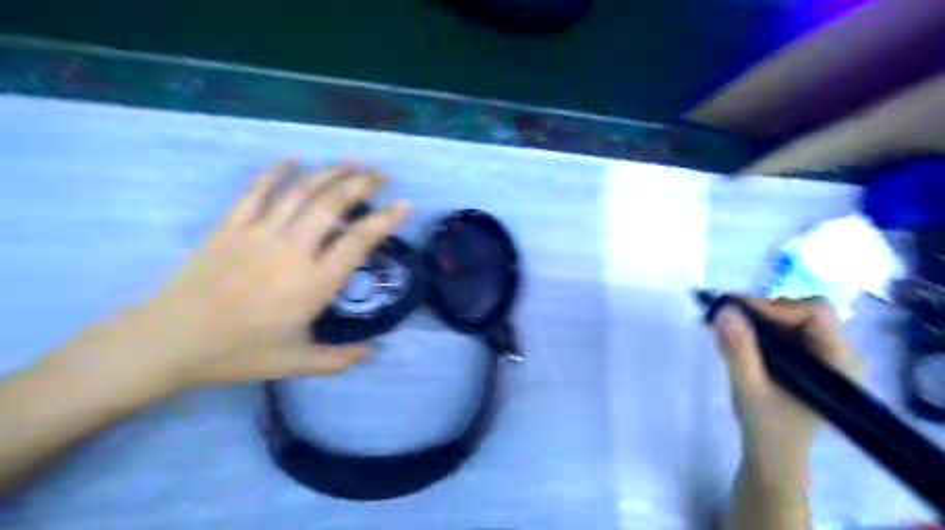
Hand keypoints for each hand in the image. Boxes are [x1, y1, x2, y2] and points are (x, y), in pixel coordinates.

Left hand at [43, 160, 407, 398]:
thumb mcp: (297, 363)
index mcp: (313, 283)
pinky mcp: (231, 227)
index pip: (358, 241)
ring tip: (351, 162)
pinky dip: (275, 172)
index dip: (385, 220)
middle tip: (381, 175)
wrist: (169, 342)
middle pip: (332, 204)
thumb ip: (341, 359)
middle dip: (361, 183)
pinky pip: (256, 192)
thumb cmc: (238, 353)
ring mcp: (259, 233)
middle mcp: (293, 250)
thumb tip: (375, 352)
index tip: (403, 204)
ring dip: (330, 172)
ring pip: (301, 191)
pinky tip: (292, 158)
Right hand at [713, 296, 861, 482]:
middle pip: (804, 311)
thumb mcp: (749, 389)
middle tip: (727, 320)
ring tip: (729, 328)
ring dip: (759, 319)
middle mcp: (840, 354)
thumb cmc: (767, 428)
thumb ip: (738, 350)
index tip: (736, 314)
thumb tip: (724, 310)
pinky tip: (739, 337)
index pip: (816, 313)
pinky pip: (786, 329)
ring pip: (792, 317)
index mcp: (838, 363)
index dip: (775, 308)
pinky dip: (760, 328)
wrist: (773, 456)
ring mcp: (825, 356)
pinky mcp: (809, 359)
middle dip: (763, 312)